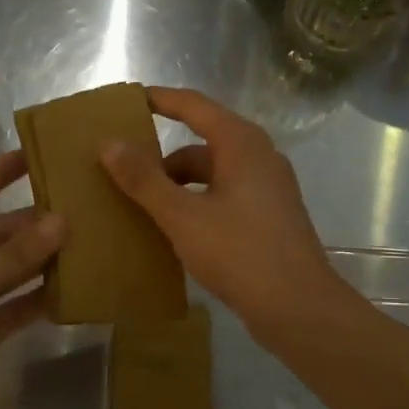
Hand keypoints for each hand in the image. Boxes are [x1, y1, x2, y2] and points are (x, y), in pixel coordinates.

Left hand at [0, 151, 62, 408]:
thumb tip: (61, 222)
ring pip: (5, 272)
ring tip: (82, 242)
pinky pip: (11, 308)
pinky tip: (70, 290)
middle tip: (76, 207)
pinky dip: (35, 301)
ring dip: (37, 262)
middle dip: (29, 224)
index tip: (32, 155)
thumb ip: (13, 257)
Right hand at [100, 87, 346, 335]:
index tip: (125, 102)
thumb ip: (144, 180)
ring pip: (211, 174)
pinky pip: (223, 196)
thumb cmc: (240, 253)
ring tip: (139, 205)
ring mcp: (267, 188)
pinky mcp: (268, 216)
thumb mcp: (183, 216)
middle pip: (201, 142)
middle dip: (161, 155)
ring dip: (177, 185)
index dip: (159, 99)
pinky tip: (173, 229)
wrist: (299, 308)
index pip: (193, 105)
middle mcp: (258, 156)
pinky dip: (195, 203)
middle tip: (121, 168)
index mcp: (241, 144)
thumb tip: (108, 144)